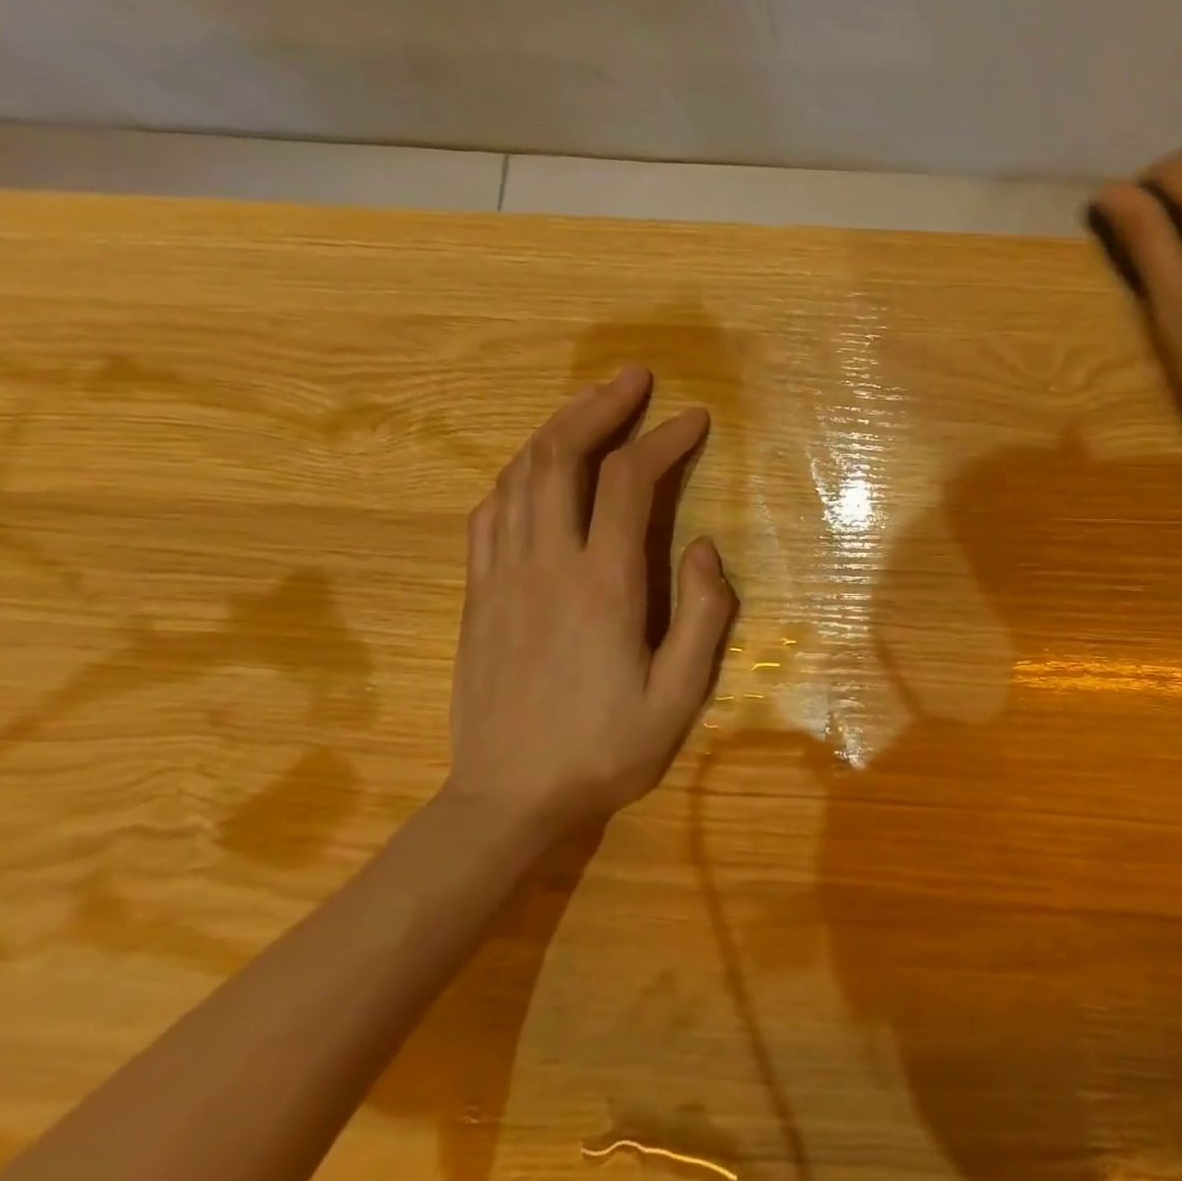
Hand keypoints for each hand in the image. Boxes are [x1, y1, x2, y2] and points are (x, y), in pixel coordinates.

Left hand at [444, 366, 735, 837]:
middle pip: (562, 457)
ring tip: (591, 406)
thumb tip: (704, 547)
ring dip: (557, 429)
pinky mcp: (476, 594)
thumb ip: (703, 615)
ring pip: (520, 475)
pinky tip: (537, 469)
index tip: (693, 419)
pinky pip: (489, 512)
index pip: (630, 483)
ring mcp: (501, 576)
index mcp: (603, 586)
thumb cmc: (604, 750)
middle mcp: (547, 565)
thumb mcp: (679, 696)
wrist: (507, 800)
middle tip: (634, 379)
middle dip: (600, 407)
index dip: (663, 439)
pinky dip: (518, 474)